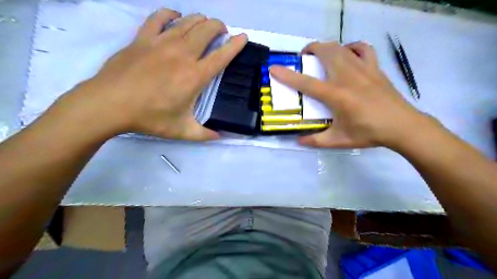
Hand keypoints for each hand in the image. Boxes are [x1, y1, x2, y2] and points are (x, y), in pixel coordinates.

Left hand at [57, 9, 247, 140]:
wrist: (110, 104)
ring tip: (205, 25)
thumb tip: (219, 137)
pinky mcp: (143, 38)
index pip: (222, 56)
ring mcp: (162, 43)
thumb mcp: (182, 131)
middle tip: (222, 32)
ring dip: (201, 20)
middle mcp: (182, 54)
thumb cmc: (149, 117)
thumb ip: (204, 134)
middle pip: (207, 30)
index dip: (235, 45)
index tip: (243, 37)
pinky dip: (171, 14)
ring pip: (188, 21)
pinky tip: (175, 17)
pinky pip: (159, 17)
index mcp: (195, 76)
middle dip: (219, 27)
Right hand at [271, 42, 428, 149]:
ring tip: (320, 54)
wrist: (402, 126)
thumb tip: (298, 141)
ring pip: (341, 47)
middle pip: (325, 53)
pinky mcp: (375, 68)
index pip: (306, 83)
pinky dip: (351, 47)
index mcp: (336, 95)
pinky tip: (347, 53)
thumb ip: (316, 141)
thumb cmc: (369, 133)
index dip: (287, 75)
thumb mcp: (339, 141)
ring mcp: (363, 69)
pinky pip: (362, 48)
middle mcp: (347, 77)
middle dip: (310, 50)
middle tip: (304, 59)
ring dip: (326, 47)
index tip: (274, 68)